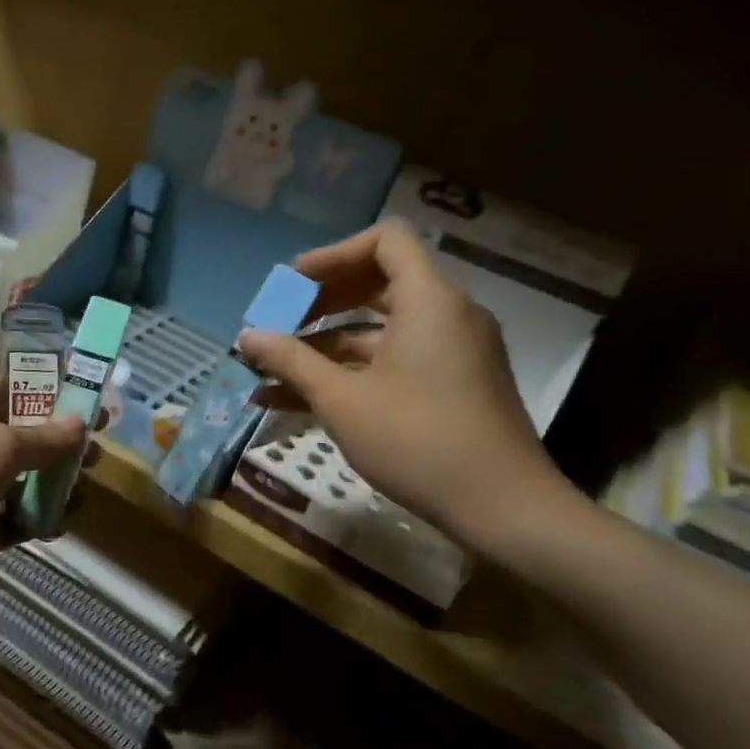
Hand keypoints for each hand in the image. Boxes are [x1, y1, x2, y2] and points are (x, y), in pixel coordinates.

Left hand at [0, 376, 87, 622]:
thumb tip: (81, 424)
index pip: (13, 387)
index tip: (91, 398)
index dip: (52, 390)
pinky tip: (60, 524)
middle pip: (25, 435)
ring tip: (84, 489)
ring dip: (55, 484)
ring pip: (25, 480)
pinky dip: (39, 521)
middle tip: (99, 451)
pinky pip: (17, 519)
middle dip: (62, 442)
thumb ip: (42, 437)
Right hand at [238, 219, 572, 552]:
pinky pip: (396, 360)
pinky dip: (354, 371)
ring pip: (382, 329)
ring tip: (275, 369)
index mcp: (428, 301)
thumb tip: (246, 336)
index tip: (293, 283)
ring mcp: (453, 352)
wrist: (504, 508)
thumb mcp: (342, 400)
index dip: (334, 253)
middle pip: (380, 283)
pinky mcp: (453, 385)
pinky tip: (299, 400)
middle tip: (279, 323)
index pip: (386, 240)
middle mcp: (447, 315)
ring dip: (328, 344)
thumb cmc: (417, 440)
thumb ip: (292, 361)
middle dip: (322, 302)